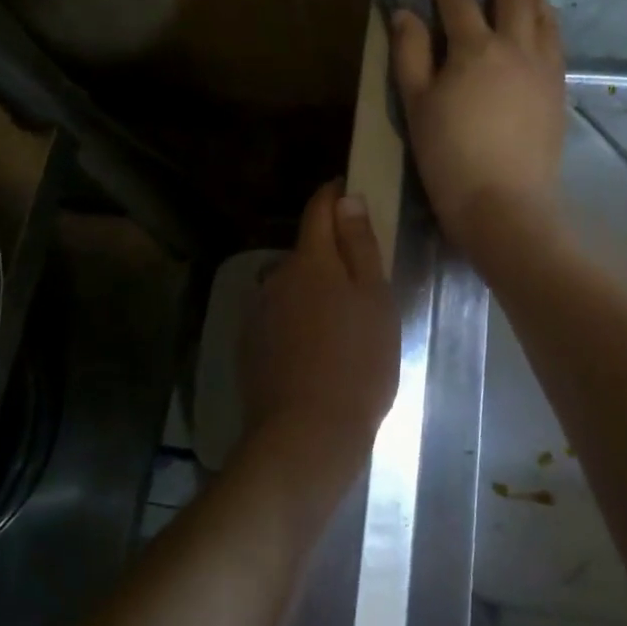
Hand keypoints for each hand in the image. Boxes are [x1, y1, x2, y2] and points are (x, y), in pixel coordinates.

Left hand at [242, 181, 400, 475]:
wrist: (306, 435)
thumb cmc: (357, 363)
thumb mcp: (375, 300)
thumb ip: (360, 246)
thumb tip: (347, 200)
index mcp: (311, 260)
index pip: (319, 209)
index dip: (334, 195)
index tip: (349, 191)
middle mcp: (278, 276)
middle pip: (306, 249)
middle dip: (329, 251)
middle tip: (361, 275)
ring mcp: (260, 311)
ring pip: (292, 285)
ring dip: (313, 288)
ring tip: (342, 319)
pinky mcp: (251, 344)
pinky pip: (280, 315)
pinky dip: (298, 318)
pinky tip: (316, 347)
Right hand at [392, 0, 565, 259]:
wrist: (505, 206)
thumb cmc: (449, 157)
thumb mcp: (416, 105)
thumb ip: (410, 54)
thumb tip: (406, 13)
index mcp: (475, 48)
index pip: (458, 0)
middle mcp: (516, 48)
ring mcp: (544, 70)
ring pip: (543, 16)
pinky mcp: (559, 93)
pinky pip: (557, 42)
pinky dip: (549, 21)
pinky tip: (546, 22)